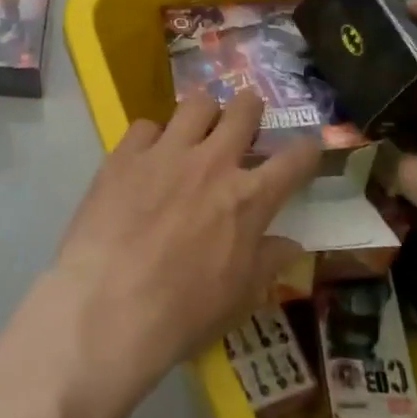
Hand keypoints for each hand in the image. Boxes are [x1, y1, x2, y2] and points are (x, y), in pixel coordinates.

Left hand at [49, 91, 316, 396]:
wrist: (108, 308)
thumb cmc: (183, 313)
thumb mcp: (239, 297)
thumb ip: (268, 261)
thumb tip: (291, 244)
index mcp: (248, 199)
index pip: (294, 160)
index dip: (307, 150)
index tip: (308, 148)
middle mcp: (212, 163)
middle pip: (244, 110)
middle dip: (251, 108)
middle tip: (246, 119)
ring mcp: (166, 153)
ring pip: (196, 104)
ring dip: (203, 114)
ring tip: (196, 130)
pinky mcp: (125, 155)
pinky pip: (145, 126)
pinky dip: (152, 138)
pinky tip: (146, 156)